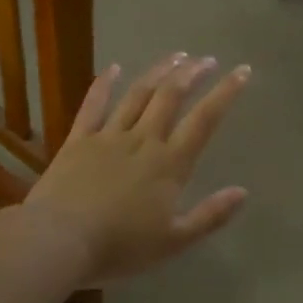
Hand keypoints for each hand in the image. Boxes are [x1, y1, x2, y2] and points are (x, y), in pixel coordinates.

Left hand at [23, 53, 251, 283]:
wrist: (60, 240)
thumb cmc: (120, 246)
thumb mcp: (174, 241)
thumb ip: (210, 216)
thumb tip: (243, 192)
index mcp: (170, 164)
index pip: (204, 120)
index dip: (225, 93)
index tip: (242, 71)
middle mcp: (143, 140)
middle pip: (171, 97)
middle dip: (192, 73)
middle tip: (206, 59)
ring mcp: (109, 136)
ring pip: (138, 94)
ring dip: (159, 72)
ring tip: (176, 56)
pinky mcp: (78, 140)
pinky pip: (93, 105)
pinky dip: (104, 84)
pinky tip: (114, 67)